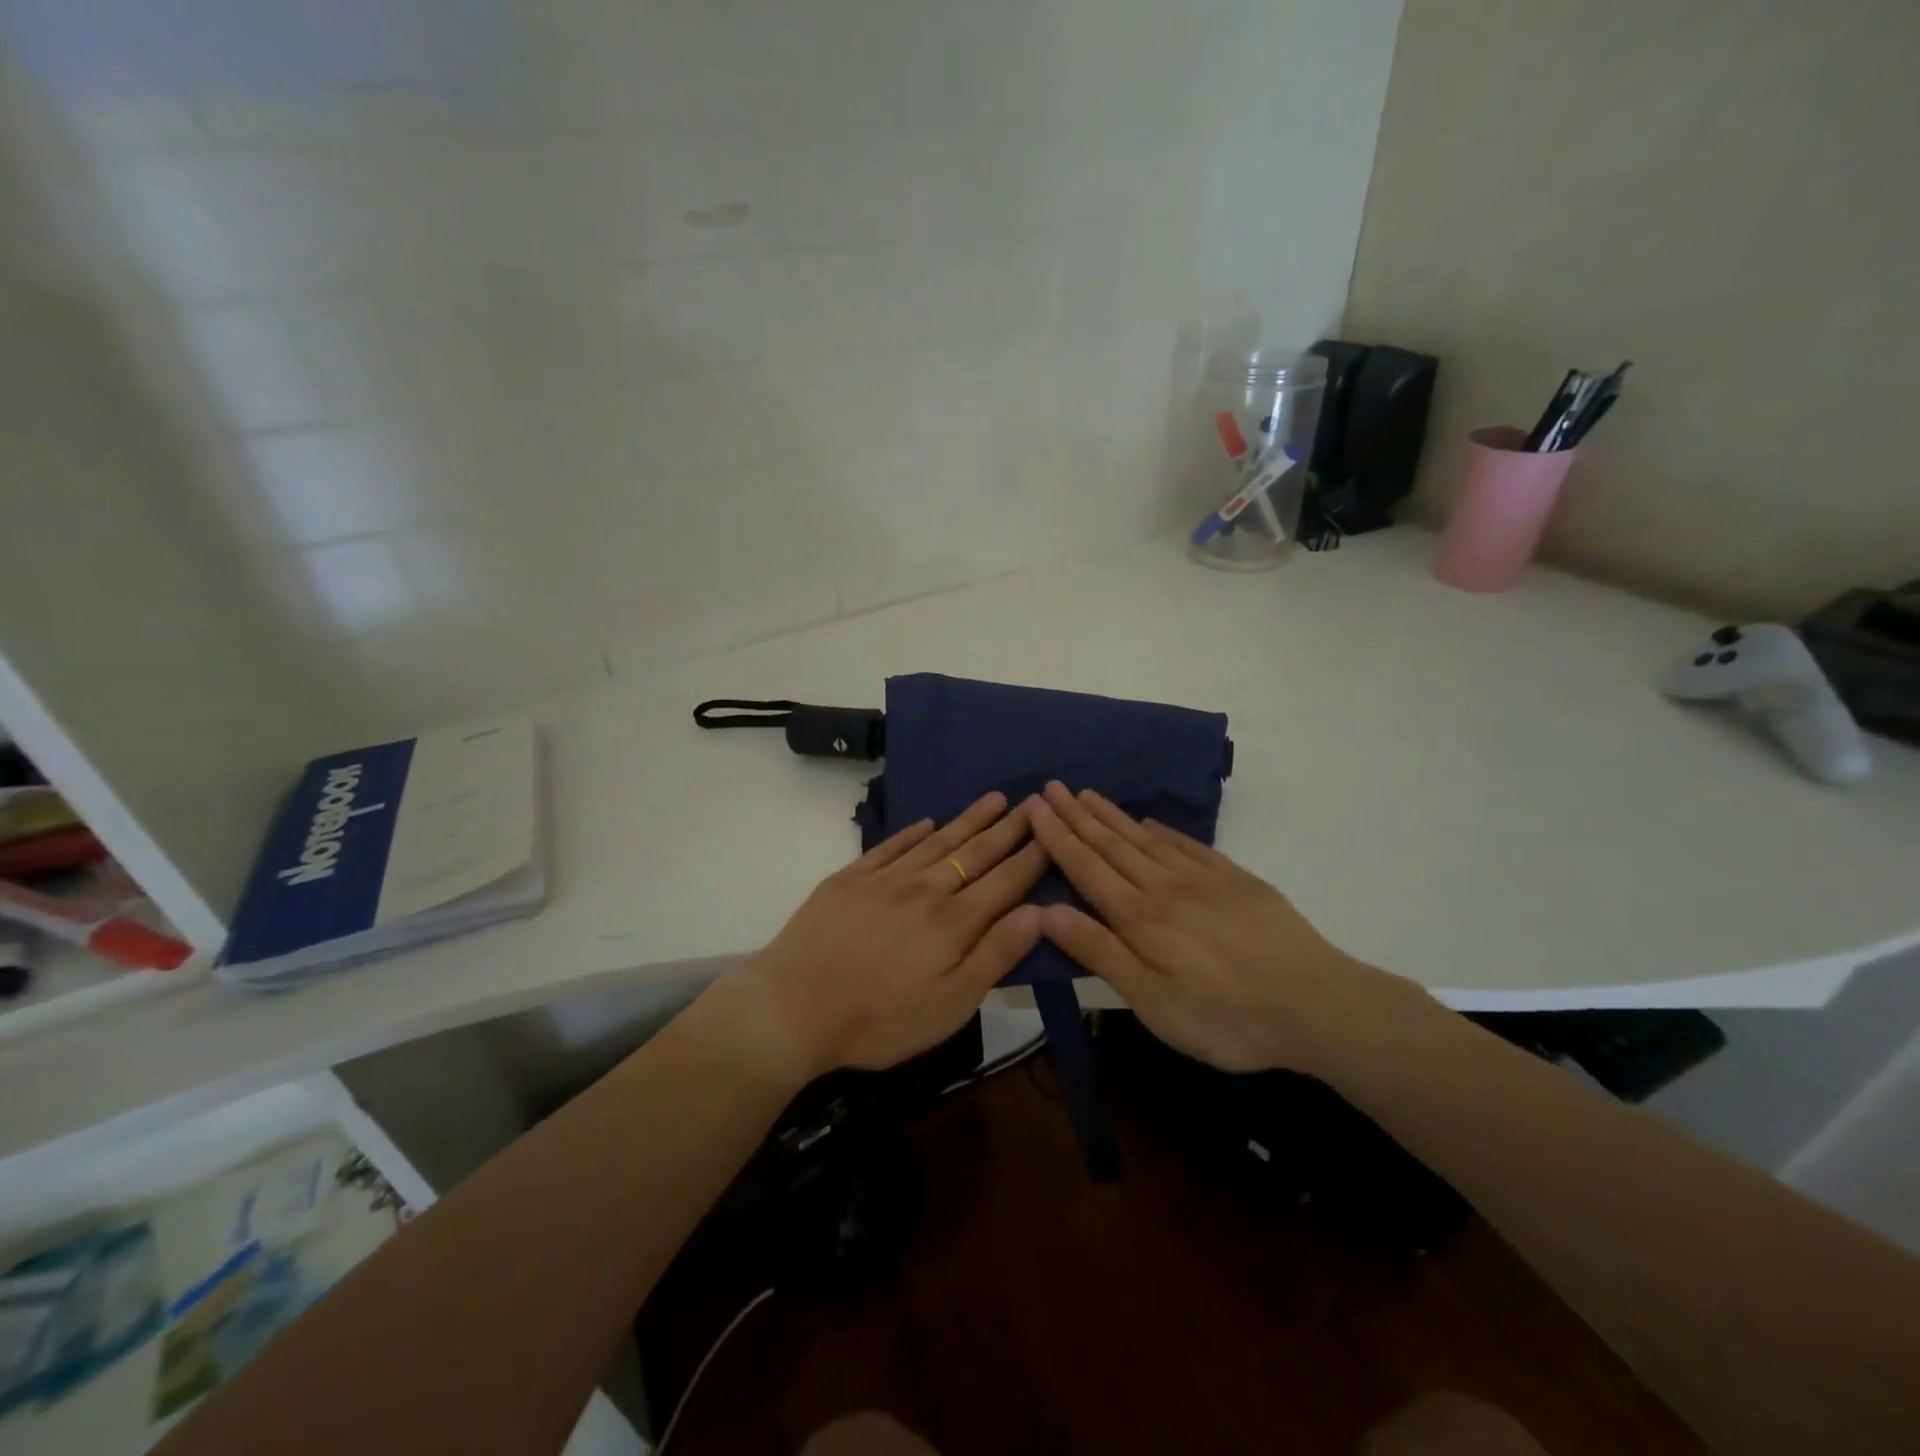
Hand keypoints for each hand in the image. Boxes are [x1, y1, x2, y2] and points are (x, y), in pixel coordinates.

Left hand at [716, 792, 1047, 1079]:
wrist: (792, 1007)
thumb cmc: (880, 1020)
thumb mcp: (951, 1005)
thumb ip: (996, 955)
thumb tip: (1038, 912)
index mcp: (954, 921)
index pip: (1005, 880)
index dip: (1032, 855)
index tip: (1053, 829)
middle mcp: (926, 888)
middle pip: (975, 853)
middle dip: (1008, 828)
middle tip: (1034, 800)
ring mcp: (885, 879)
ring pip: (937, 841)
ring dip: (968, 820)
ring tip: (994, 799)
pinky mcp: (850, 878)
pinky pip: (890, 847)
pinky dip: (912, 833)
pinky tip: (927, 823)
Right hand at [1028, 782, 1416, 1075]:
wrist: (1315, 1004)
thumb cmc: (1224, 1016)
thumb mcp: (1151, 1000)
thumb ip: (1099, 952)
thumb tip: (1045, 911)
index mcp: (1139, 917)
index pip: (1086, 867)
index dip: (1057, 837)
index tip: (1034, 806)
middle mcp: (1164, 886)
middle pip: (1112, 844)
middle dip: (1077, 816)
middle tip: (1052, 786)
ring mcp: (1203, 879)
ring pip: (1145, 839)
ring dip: (1112, 816)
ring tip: (1087, 794)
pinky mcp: (1236, 880)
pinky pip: (1188, 845)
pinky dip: (1163, 831)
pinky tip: (1151, 822)